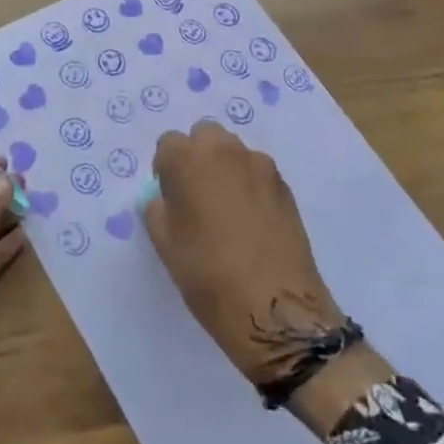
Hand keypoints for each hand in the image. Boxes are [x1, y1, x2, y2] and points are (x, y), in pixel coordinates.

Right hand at [143, 122, 343, 386]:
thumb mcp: (165, 245)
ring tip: (226, 210)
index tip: (170, 197)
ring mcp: (260, 166)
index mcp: (188, 160)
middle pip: (205, 135)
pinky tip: (251, 222)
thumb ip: (158, 209)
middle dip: (197, 156)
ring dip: (225, 168)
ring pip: (234, 151)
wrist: (275, 307)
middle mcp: (225, 151)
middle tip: (196, 196)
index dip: (166, 169)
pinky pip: (258, 173)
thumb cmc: (208, 275)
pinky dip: (249, 185)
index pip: (168, 143)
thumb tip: (166, 199)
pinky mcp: (285, 186)